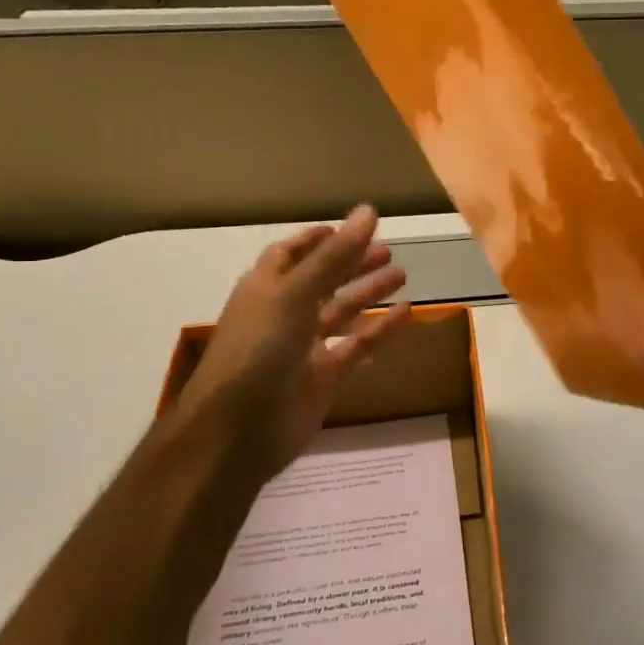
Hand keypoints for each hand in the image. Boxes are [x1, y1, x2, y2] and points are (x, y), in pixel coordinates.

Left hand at [174, 205, 411, 487]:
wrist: (237, 433)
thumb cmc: (257, 352)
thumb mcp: (295, 296)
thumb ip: (334, 256)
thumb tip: (368, 211)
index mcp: (265, 289)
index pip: (290, 255)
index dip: (317, 240)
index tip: (350, 228)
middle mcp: (283, 314)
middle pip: (322, 281)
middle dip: (351, 264)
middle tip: (388, 251)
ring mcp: (303, 348)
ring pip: (341, 312)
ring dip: (368, 293)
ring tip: (402, 275)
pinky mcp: (323, 378)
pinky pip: (356, 347)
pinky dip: (379, 330)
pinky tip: (406, 314)